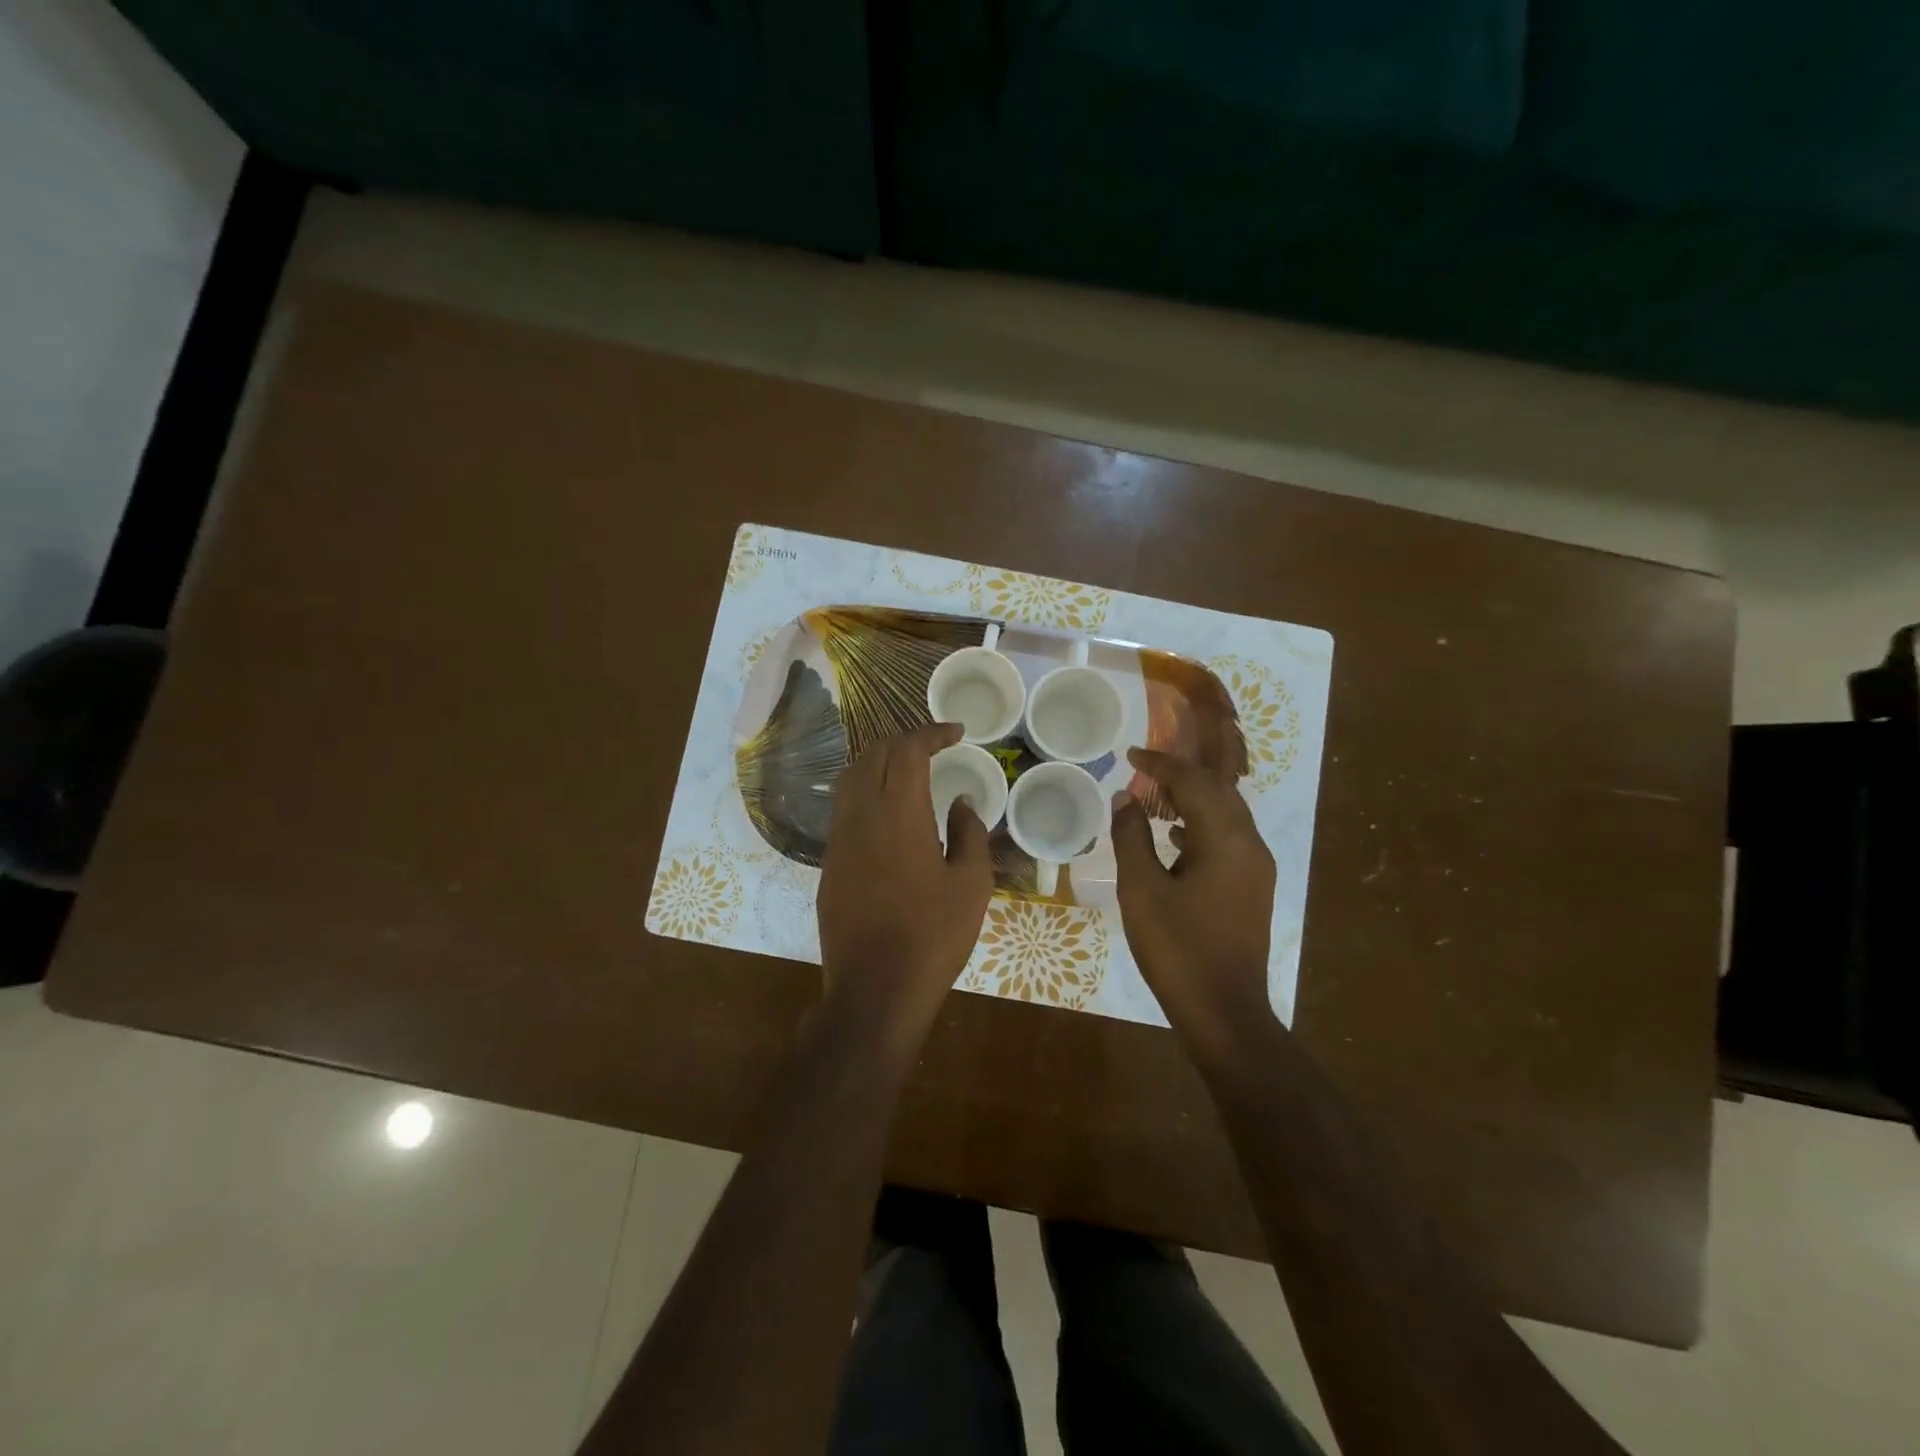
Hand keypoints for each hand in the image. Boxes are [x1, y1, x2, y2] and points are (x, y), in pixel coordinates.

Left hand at [817, 722, 993, 1040]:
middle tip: (935, 747)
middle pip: (875, 754)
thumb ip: (970, 833)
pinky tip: (886, 808)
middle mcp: (861, 814)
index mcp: (899, 812)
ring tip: (908, 769)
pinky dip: (865, 788)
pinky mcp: (828, 862)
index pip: (908, 749)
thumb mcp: (971, 885)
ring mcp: (838, 838)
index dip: (932, 732)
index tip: (956, 732)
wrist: (874, 989)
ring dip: (879, 761)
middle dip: (905, 740)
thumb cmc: (933, 936)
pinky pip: (843, 806)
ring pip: (851, 776)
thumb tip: (962, 802)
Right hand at [1111, 747, 1275, 1041]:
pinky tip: (1173, 838)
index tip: (1131, 755)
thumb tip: (1125, 798)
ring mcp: (1256, 868)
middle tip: (1143, 771)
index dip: (1160, 764)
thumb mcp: (1141, 890)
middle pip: (1218, 792)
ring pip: (1225, 815)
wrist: (1224, 1012)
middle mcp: (1250, 845)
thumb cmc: (1178, 949)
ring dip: (1191, 800)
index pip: (1194, 782)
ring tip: (1153, 799)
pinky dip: (1199, 827)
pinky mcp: (1252, 888)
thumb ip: (1131, 838)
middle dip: (1180, 776)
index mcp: (1225, 839)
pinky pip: (1227, 840)